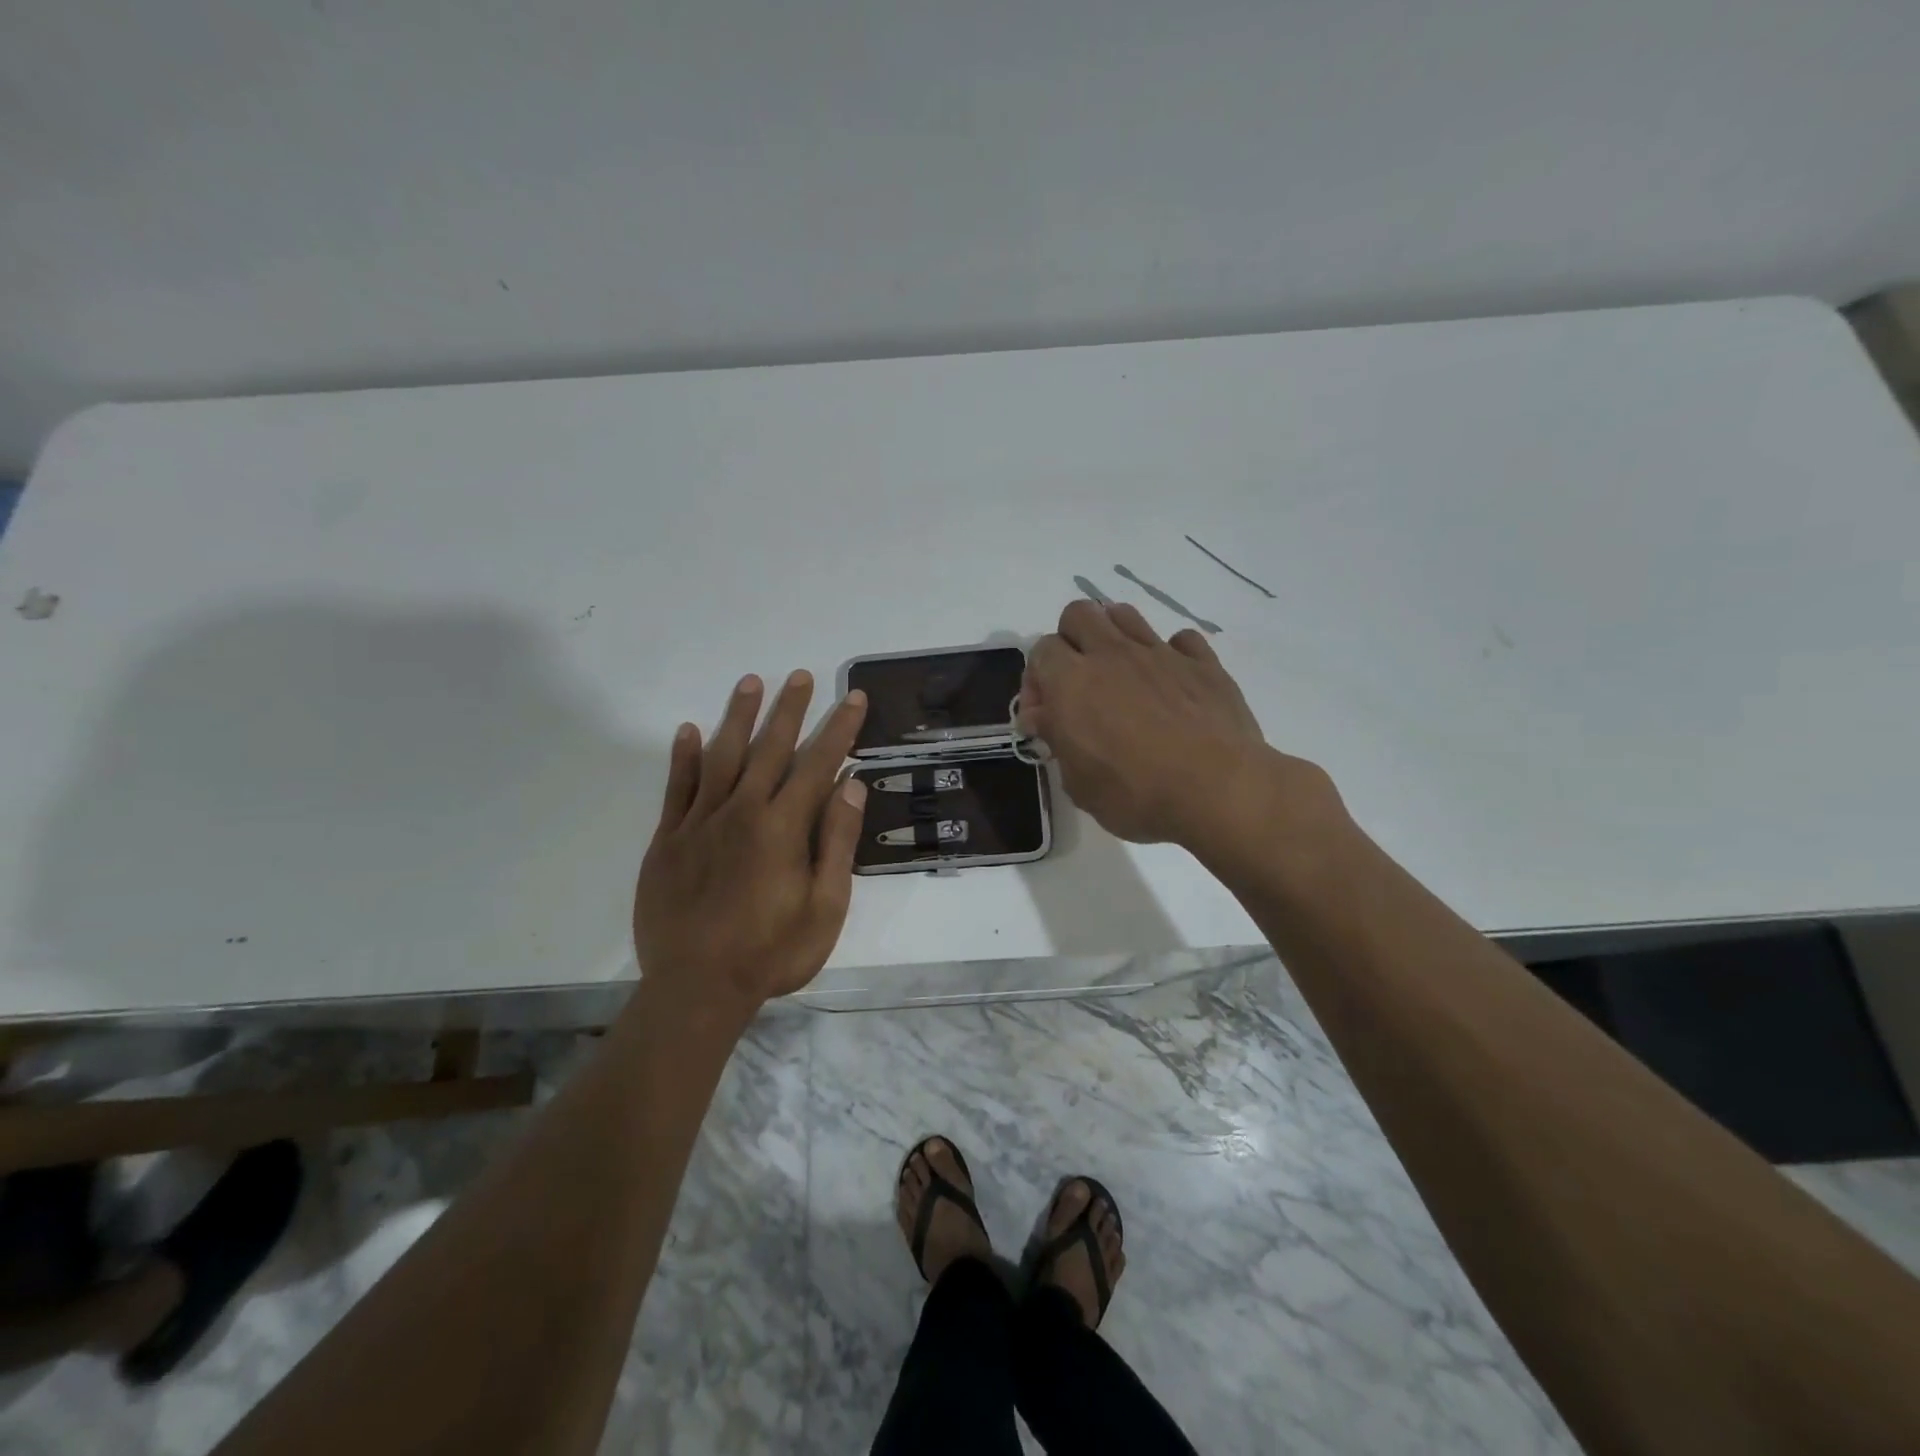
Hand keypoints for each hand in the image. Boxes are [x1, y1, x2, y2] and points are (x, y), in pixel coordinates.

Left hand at [633, 670, 868, 1023]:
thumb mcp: (824, 906)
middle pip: (770, 748)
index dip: (839, 729)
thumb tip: (852, 787)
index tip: (853, 698)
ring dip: (739, 717)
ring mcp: (700, 822)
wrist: (696, 988)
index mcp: (783, 827)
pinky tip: (689, 730)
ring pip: (722, 756)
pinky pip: (677, 787)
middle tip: (802, 675)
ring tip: (751, 682)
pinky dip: (684, 757)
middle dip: (791, 709)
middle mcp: (742, 811)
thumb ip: (836, 842)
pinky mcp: (669, 838)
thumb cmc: (772, 952)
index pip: (818, 764)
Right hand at [1020, 600, 1343, 858]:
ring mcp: (1161, 653)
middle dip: (1071, 640)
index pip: (1041, 650)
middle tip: (1079, 682)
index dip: (1037, 680)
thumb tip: (1044, 716)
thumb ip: (1058, 741)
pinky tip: (1171, 683)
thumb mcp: (1080, 784)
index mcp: (1073, 682)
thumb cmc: (1137, 795)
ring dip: (1113, 635)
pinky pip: (1180, 640)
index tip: (1046, 714)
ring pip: (1125, 614)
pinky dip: (1170, 654)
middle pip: (1079, 613)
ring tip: (1120, 674)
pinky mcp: (1203, 663)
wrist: (1219, 790)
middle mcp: (1112, 655)